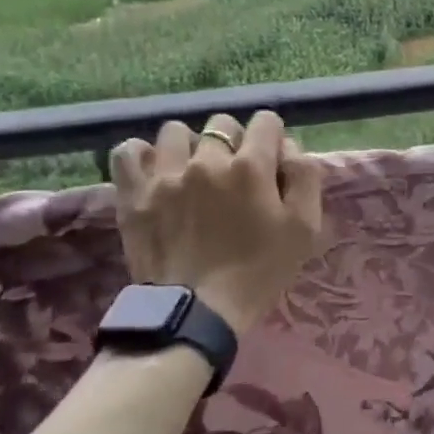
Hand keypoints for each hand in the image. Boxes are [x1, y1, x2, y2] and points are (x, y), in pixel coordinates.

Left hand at [109, 110, 322, 336]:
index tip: (272, 165)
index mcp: (250, 166)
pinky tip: (155, 171)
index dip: (273, 140)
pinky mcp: (133, 194)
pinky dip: (142, 156)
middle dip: (234, 142)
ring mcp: (164, 175)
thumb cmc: (259, 272)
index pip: (266, 121)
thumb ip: (304, 178)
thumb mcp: (305, 228)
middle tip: (235, 176)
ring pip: (175, 132)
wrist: (197, 312)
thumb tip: (288, 148)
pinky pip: (128, 152)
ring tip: (192, 173)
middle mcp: (205, 160)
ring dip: (189, 146)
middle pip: (222, 124)